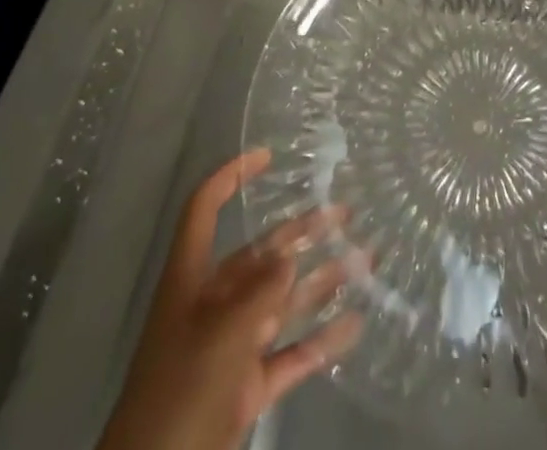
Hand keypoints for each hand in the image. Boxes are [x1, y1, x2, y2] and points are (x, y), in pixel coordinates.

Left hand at [101, 150, 363, 449]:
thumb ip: (260, 291)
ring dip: (320, 280)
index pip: (205, 209)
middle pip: (260, 254)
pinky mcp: (245, 389)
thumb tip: (289, 256)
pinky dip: (319, 340)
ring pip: (281, 302)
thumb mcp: (221, 333)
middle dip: (301, 231)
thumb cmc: (181, 391)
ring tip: (365, 258)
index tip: (269, 155)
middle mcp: (212, 304)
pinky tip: (354, 324)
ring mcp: (230, 347)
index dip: (232, 177)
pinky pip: (289, 354)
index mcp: (191, 279)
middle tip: (346, 212)